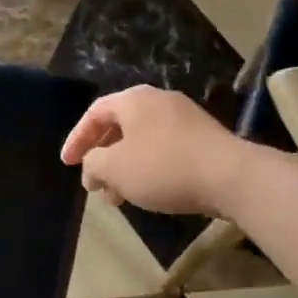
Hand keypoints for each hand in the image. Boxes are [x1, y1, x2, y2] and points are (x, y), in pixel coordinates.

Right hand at [60, 86, 247, 214]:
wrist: (230, 176)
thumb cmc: (163, 167)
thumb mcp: (115, 168)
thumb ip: (93, 164)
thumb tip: (92, 167)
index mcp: (133, 100)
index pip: (95, 113)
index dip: (77, 139)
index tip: (67, 164)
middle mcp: (158, 101)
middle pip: (119, 126)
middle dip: (102, 157)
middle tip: (94, 184)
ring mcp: (184, 118)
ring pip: (142, 141)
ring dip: (125, 167)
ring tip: (118, 197)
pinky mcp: (203, 138)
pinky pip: (164, 149)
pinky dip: (148, 168)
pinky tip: (148, 193)